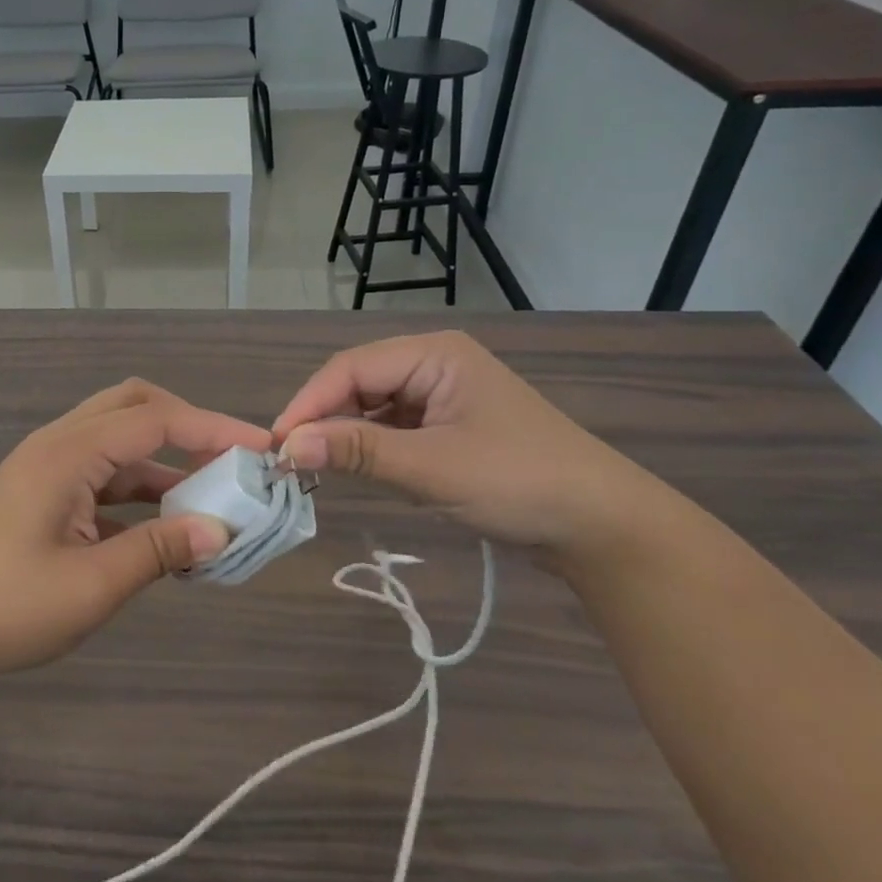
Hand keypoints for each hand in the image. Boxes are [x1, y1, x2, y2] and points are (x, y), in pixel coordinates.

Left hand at [0, 380, 266, 686]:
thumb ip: (159, 550)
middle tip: (232, 462)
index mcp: (69, 452)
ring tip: (211, 498)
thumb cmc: (4, 606)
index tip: (264, 449)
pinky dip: (137, 489)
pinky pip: (101, 475)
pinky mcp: (40, 494)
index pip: (156, 420)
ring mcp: (46, 468)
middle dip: (188, 427)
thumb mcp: (92, 585)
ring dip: (164, 461)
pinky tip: (164, 525)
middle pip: (133, 408)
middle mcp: (58, 445)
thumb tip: (221, 531)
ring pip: (118, 442)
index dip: (214, 429)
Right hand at [271, 331, 665, 556]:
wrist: (604, 528)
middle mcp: (433, 364)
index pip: (350, 368)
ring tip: (311, 467)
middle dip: (323, 419)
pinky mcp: (447, 427)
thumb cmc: (519, 482)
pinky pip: (391, 428)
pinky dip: (367, 447)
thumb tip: (287, 447)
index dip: (308, 403)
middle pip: (357, 383)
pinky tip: (350, 468)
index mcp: (433, 354)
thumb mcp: (431, 467)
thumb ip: (357, 451)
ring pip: (371, 407)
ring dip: (343, 435)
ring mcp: (441, 396)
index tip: (276, 444)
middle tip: (289, 460)